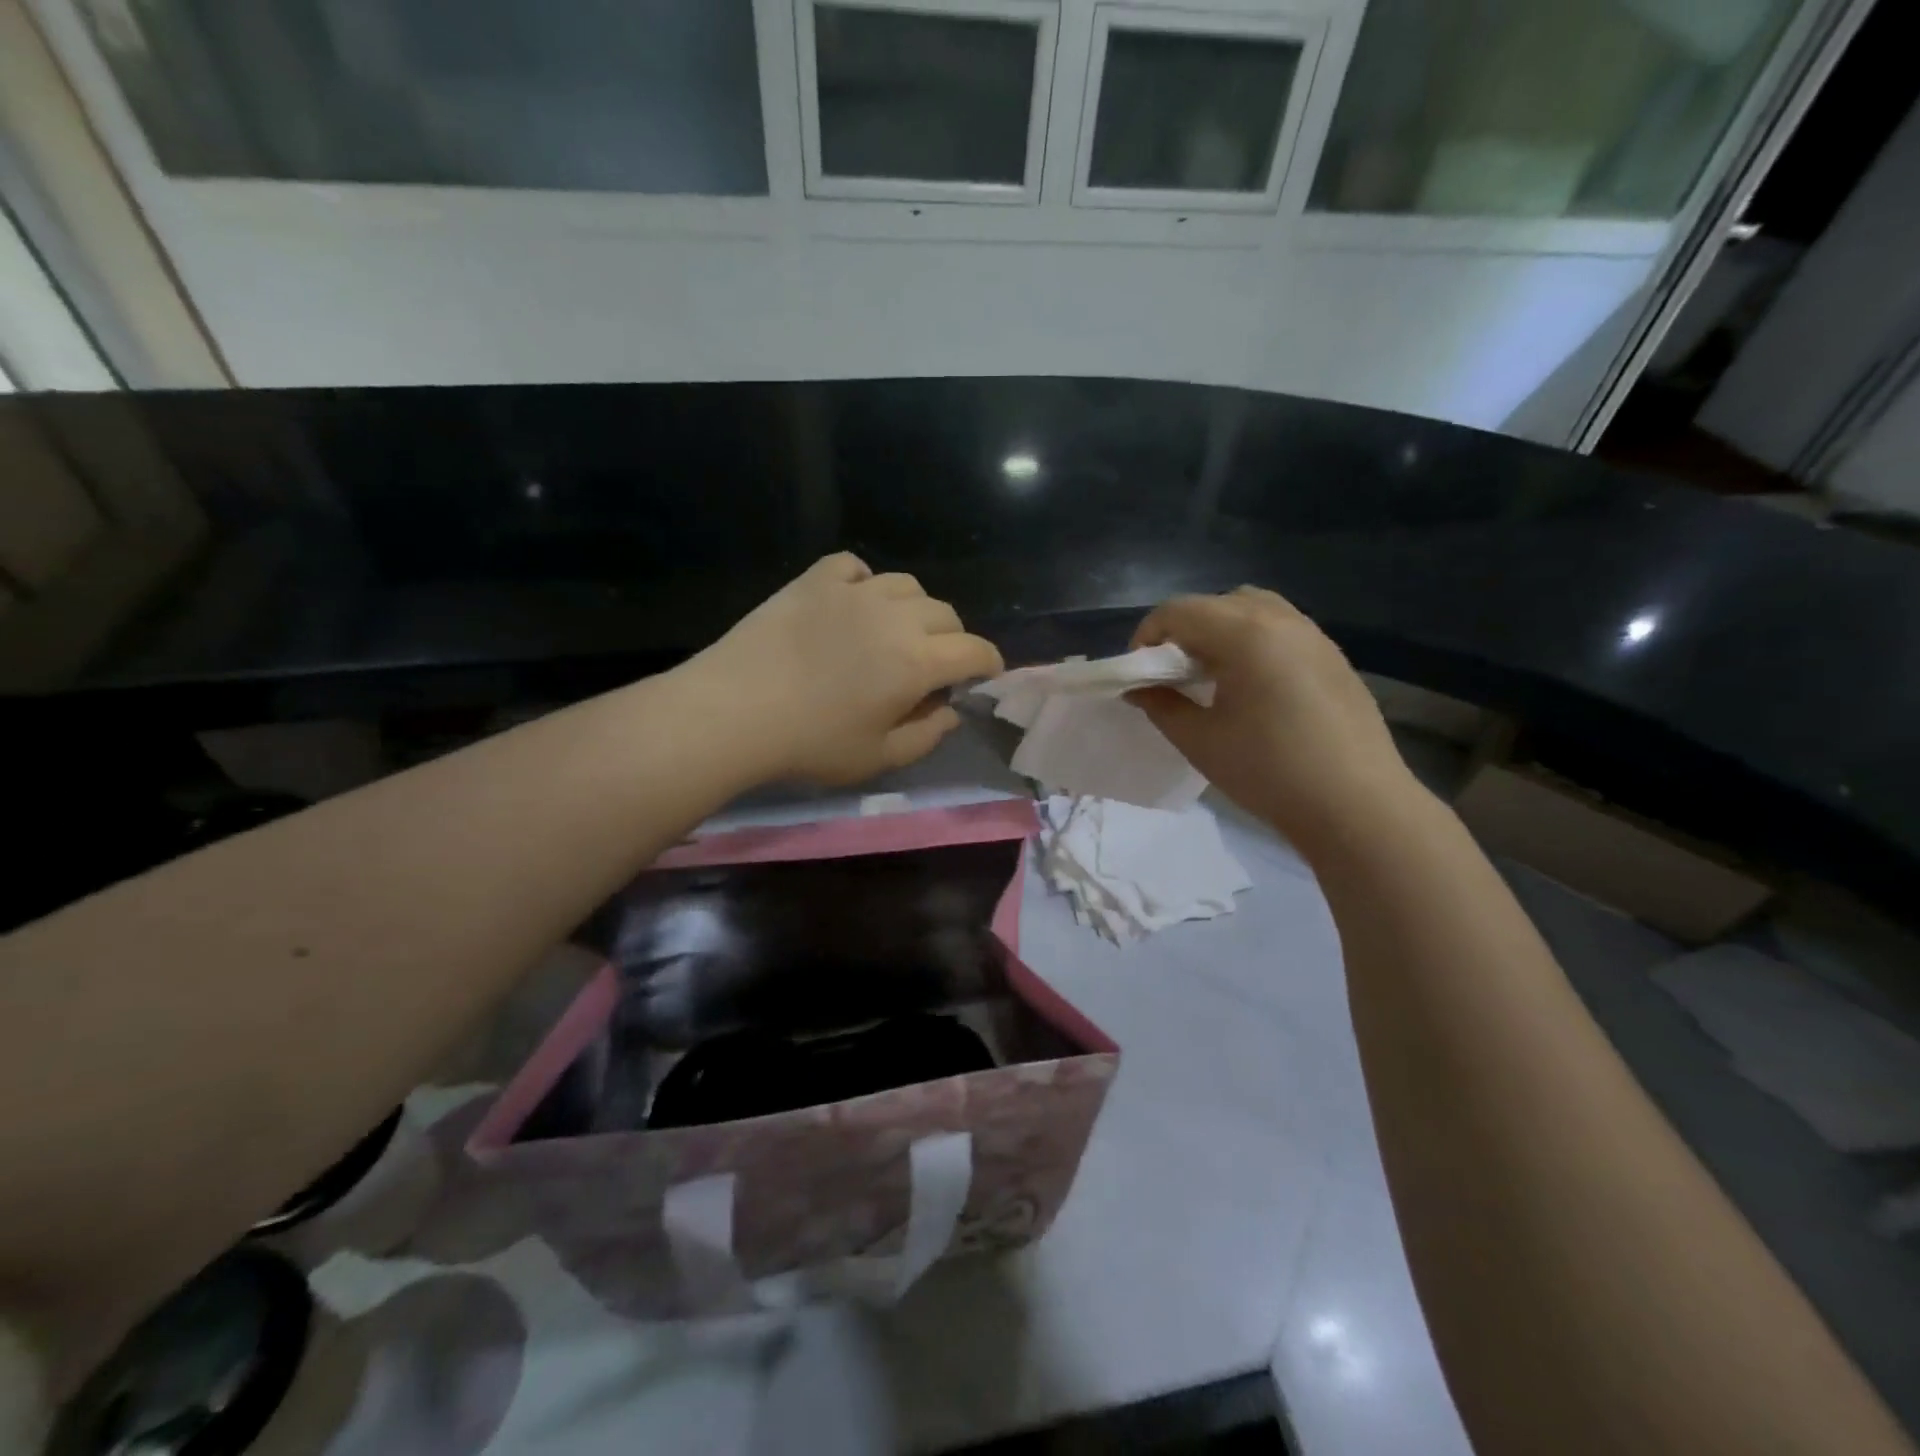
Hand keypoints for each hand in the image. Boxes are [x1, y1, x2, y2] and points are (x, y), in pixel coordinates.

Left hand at [683, 554, 1003, 785]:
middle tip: (933, 666)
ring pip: (907, 585)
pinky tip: (854, 603)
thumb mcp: (879, 758)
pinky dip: (865, 581)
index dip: (989, 665)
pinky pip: (854, 565)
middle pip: (946, 614)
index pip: (975, 651)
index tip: (984, 677)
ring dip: (915, 609)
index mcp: (917, 661)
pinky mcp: (815, 581)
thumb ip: (927, 735)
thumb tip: (951, 711)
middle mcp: (895, 616)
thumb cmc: (811, 744)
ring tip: (896, 632)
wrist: (733, 711)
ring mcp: (853, 592)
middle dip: (952, 640)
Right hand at [1128, 587, 1419, 850]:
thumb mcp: (1200, 741)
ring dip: (1221, 629)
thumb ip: (1161, 705)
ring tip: (1212, 674)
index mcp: (1244, 634)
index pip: (1178, 611)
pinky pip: (1282, 628)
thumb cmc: (1268, 772)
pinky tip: (1252, 685)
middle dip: (1183, 630)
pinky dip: (1253, 640)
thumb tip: (1138, 688)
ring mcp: (1313, 635)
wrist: (1356, 805)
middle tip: (1172, 673)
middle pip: (1216, 603)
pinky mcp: (1333, 656)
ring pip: (1253, 608)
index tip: (1139, 672)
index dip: (1147, 635)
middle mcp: (1281, 620)